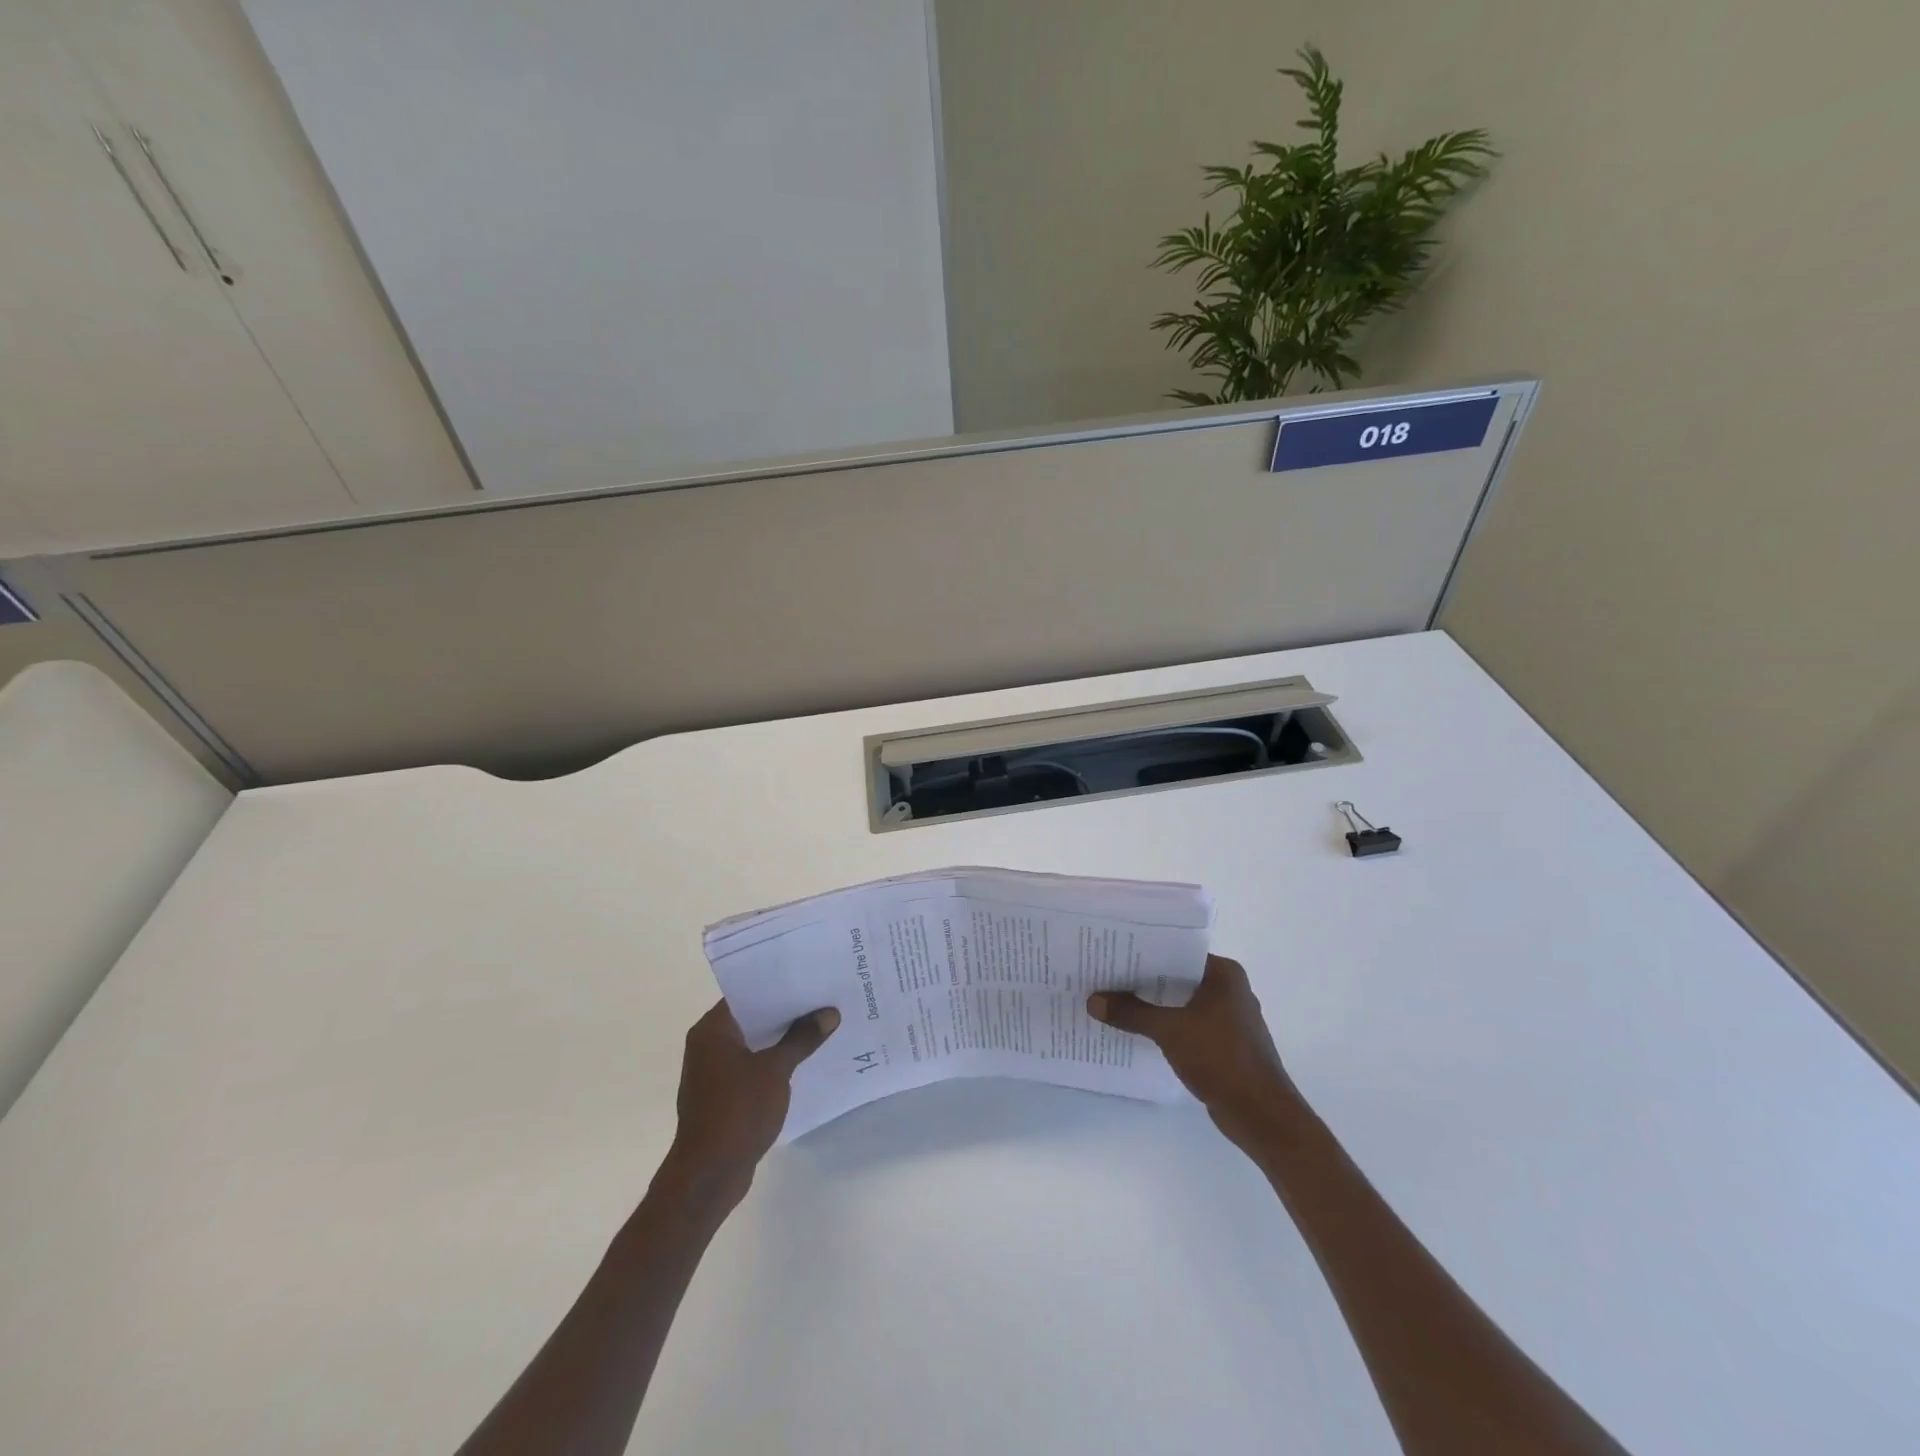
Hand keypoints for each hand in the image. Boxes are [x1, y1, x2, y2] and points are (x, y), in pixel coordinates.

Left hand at [664, 1000, 839, 1207]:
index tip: (809, 978)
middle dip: (786, 1012)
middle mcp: (708, 1045)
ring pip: (754, 1044)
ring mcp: (713, 1073)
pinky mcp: (722, 1096)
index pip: (746, 993)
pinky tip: (803, 1061)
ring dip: (781, 1039)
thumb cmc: (737, 1111)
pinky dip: (774, 1062)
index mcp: (712, 1030)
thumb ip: (802, 1038)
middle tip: (822, 999)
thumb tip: (829, 1013)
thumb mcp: (776, 1069)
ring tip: (820, 1027)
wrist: (709, 1175)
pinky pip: (752, 1067)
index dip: (778, 985)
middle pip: (752, 1018)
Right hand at [1088, 955, 1301, 1152]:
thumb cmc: (1220, 1057)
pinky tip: (1138, 1029)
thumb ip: (1131, 1013)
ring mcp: (1229, 1018)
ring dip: (1154, 1004)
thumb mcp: (1169, 1030)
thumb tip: (1093, 1001)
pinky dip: (1167, 1025)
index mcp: (1224, 974)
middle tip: (1106, 975)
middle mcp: (1230, 990)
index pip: (1177, 951)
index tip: (1113, 952)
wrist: (1260, 1114)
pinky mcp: (1225, 1043)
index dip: (1145, 952)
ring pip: (1182, 1002)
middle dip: (1144, 979)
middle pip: (1178, 976)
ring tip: (1115, 1001)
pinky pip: (1188, 1024)